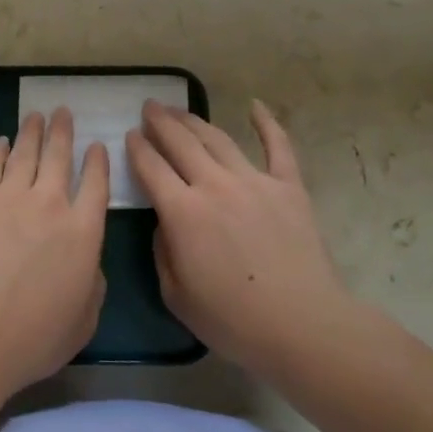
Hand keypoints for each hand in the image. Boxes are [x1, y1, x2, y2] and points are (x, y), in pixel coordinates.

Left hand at [0, 108, 108, 403]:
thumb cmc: (34, 338)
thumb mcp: (85, 319)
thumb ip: (93, 283)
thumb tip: (88, 261)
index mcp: (83, 231)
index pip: (96, 183)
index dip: (97, 161)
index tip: (96, 145)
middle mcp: (50, 204)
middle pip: (59, 156)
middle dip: (62, 131)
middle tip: (62, 112)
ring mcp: (9, 198)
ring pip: (25, 152)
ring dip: (32, 131)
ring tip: (36, 116)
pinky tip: (2, 142)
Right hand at [126, 99, 346, 375]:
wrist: (302, 326)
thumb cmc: (233, 321)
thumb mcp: (176, 295)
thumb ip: (163, 251)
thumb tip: (166, 222)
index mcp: (183, 212)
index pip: (151, 167)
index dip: (137, 148)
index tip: (130, 134)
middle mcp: (215, 185)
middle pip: (181, 142)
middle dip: (161, 122)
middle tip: (149, 107)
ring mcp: (254, 181)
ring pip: (218, 139)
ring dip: (195, 120)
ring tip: (180, 110)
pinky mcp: (288, 186)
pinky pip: (278, 146)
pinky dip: (267, 123)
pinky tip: (256, 106)